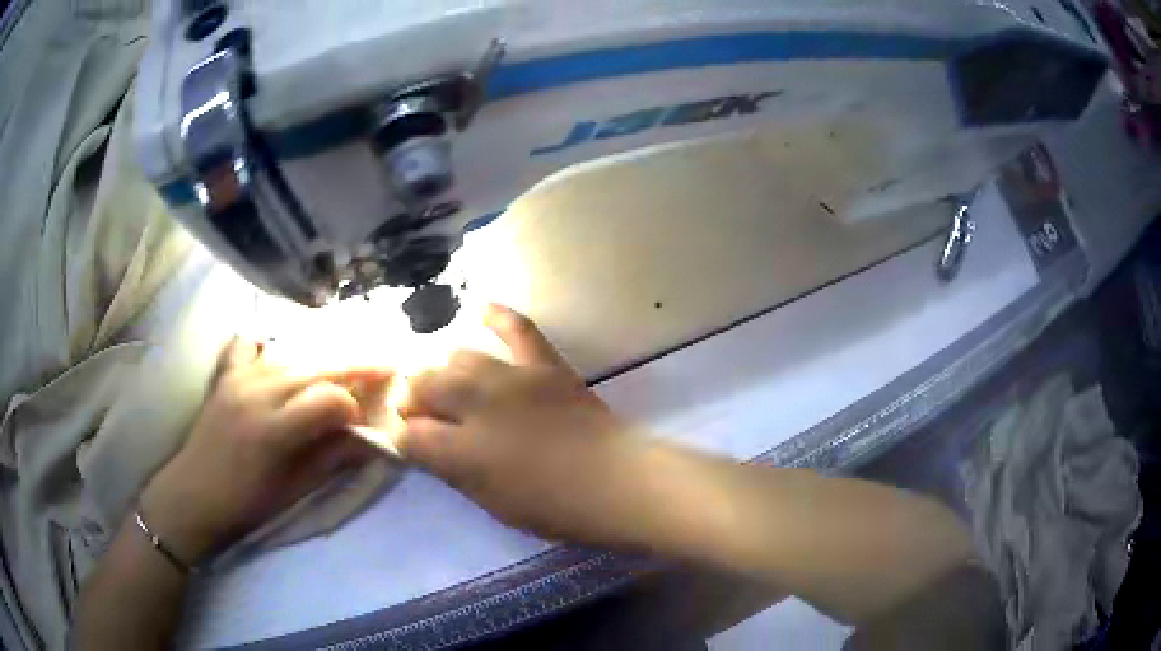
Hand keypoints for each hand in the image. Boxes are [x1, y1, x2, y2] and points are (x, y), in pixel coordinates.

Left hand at [141, 339, 387, 563]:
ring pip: (292, 355)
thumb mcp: (294, 490)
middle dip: (356, 366)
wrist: (192, 495)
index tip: (366, 422)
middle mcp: (257, 391)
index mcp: (273, 429)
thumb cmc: (245, 503)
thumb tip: (373, 440)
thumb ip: (333, 459)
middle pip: (317, 367)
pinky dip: (270, 345)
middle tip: (386, 366)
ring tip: (346, 365)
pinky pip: (250, 345)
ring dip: (323, 358)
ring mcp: (238, 376)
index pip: (330, 399)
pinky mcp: (226, 374)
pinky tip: (280, 355)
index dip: (355, 407)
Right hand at [396, 305, 654, 546]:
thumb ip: (455, 472)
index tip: (406, 439)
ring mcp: (512, 379)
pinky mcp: (544, 364)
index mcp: (462, 452)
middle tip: (419, 409)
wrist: (616, 483)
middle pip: (425, 385)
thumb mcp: (493, 503)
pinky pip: (518, 329)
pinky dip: (498, 316)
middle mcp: (478, 407)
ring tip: (446, 382)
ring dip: (445, 370)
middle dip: (413, 398)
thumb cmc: (555, 508)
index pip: (410, 434)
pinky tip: (479, 308)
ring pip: (459, 357)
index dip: (402, 436)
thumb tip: (428, 448)